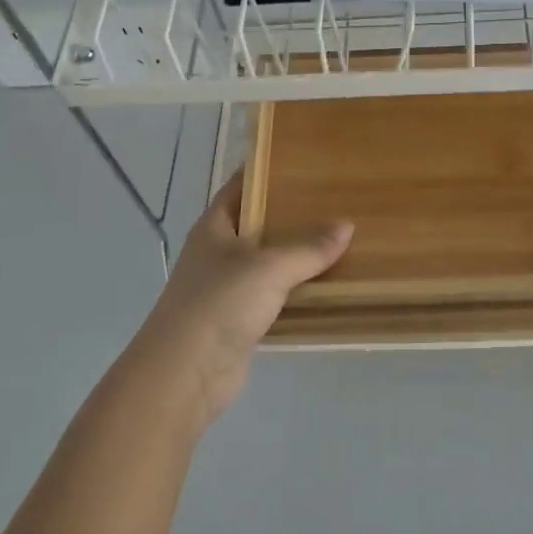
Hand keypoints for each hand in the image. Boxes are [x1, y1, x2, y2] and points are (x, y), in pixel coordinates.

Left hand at [129, 171, 353, 428]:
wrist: (185, 374)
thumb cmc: (219, 304)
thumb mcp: (269, 268)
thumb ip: (309, 248)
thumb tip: (347, 225)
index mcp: (214, 227)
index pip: (240, 186)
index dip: (265, 170)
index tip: (301, 159)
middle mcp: (218, 252)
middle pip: (258, 223)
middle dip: (291, 213)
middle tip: (333, 198)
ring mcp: (227, 288)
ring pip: (268, 261)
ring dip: (297, 254)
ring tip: (339, 236)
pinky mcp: (239, 319)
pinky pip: (274, 294)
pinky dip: (296, 289)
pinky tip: (326, 283)